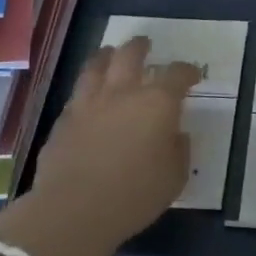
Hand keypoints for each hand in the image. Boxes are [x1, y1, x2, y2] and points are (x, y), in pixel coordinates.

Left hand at [28, 36, 200, 250]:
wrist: (74, 211)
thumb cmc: (134, 195)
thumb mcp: (174, 177)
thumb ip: (178, 150)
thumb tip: (175, 135)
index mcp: (157, 103)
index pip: (177, 74)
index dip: (187, 71)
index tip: (192, 74)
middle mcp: (122, 93)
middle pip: (130, 55)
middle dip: (140, 47)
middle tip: (144, 44)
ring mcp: (88, 103)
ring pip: (96, 66)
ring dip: (106, 56)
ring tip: (109, 53)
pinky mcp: (63, 121)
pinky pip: (77, 95)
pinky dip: (86, 89)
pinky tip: (87, 96)